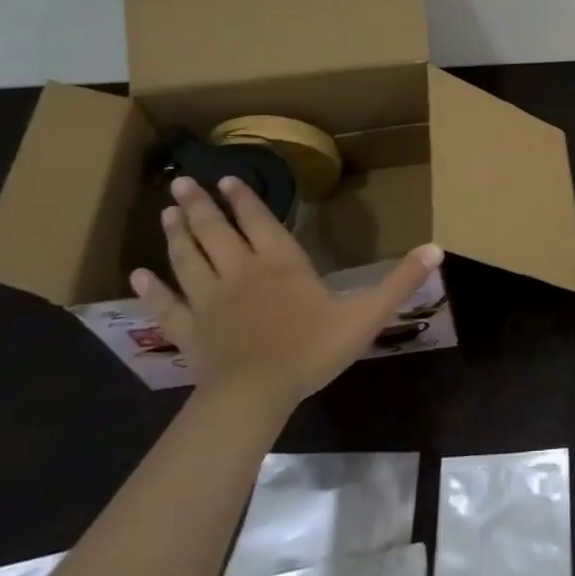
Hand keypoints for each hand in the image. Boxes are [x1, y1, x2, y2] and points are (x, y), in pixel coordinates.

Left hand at [131, 175, 442, 407]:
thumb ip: (400, 281)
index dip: (242, 199)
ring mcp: (209, 300)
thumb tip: (437, 248)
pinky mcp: (189, 330)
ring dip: (176, 233)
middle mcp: (239, 270)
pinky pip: (166, 304)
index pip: (257, 219)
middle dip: (199, 205)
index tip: (225, 179)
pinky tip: (137, 274)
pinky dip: (151, 288)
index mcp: (279, 261)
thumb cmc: (311, 349)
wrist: (255, 395)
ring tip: (167, 211)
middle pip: (214, 231)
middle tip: (180, 182)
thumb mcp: (366, 314)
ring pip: (188, 258)